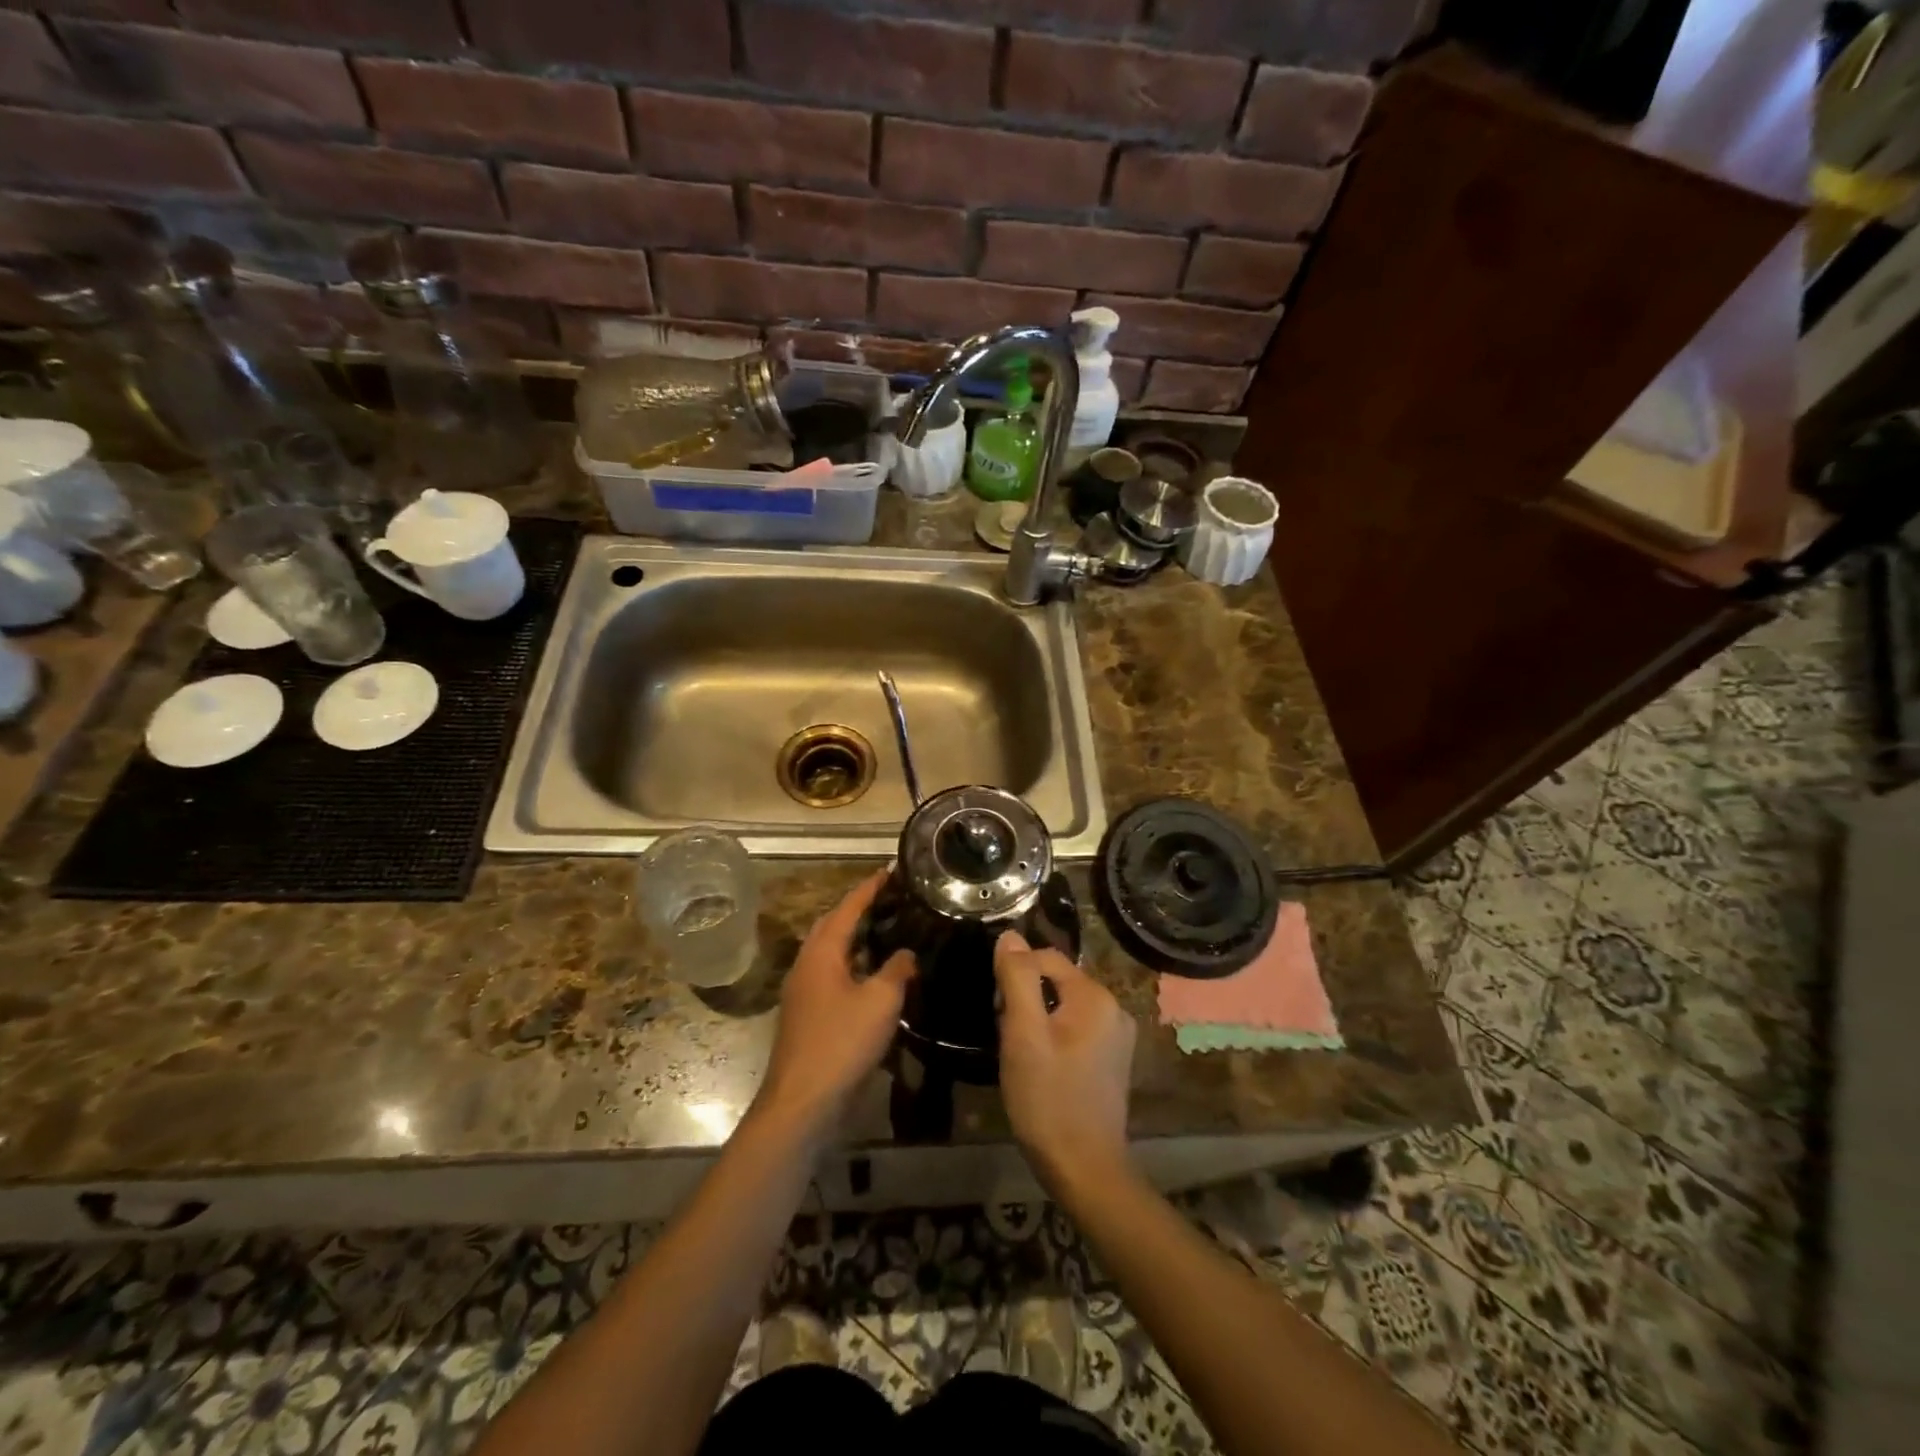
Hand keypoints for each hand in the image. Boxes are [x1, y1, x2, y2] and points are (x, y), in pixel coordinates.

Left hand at [756, 870, 914, 1137]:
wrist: (803, 1101)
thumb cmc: (842, 1042)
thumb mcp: (881, 1001)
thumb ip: (897, 970)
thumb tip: (906, 953)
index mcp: (821, 953)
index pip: (847, 908)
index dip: (870, 888)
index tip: (890, 870)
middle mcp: (806, 964)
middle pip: (832, 925)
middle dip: (857, 908)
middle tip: (890, 899)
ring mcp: (803, 991)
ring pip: (830, 952)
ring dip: (854, 937)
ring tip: (886, 930)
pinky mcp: (807, 1015)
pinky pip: (831, 974)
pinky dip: (852, 964)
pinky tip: (874, 975)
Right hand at [994, 931, 1135, 1194]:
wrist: (1085, 1169)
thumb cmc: (1048, 1098)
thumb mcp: (1024, 1034)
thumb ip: (1017, 979)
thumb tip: (1010, 935)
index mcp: (1095, 996)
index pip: (1046, 958)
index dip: (1014, 975)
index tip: (996, 1008)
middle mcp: (1114, 1008)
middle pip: (1056, 981)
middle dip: (1025, 998)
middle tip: (1005, 1034)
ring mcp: (1117, 1036)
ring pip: (1064, 1006)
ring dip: (1037, 1018)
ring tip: (1019, 1052)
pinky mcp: (1113, 1060)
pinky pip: (1076, 1029)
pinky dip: (1054, 1036)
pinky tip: (1040, 1066)